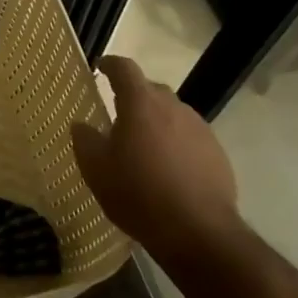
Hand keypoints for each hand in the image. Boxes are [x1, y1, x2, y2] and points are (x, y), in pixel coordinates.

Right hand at [72, 56, 242, 272]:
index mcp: (141, 104)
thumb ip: (85, 140)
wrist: (198, 232)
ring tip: (145, 147)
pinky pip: (190, 137)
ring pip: (172, 114)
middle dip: (134, 97)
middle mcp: (173, 107)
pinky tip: (169, 169)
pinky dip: (176, 143)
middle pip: (150, 90)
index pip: (124, 68)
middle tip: (118, 116)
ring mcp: (200, 129)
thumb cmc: (138, 194)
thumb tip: (81, 124)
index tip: (100, 67)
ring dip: (157, 122)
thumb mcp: (96, 170)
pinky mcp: (217, 153)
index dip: (110, 65)